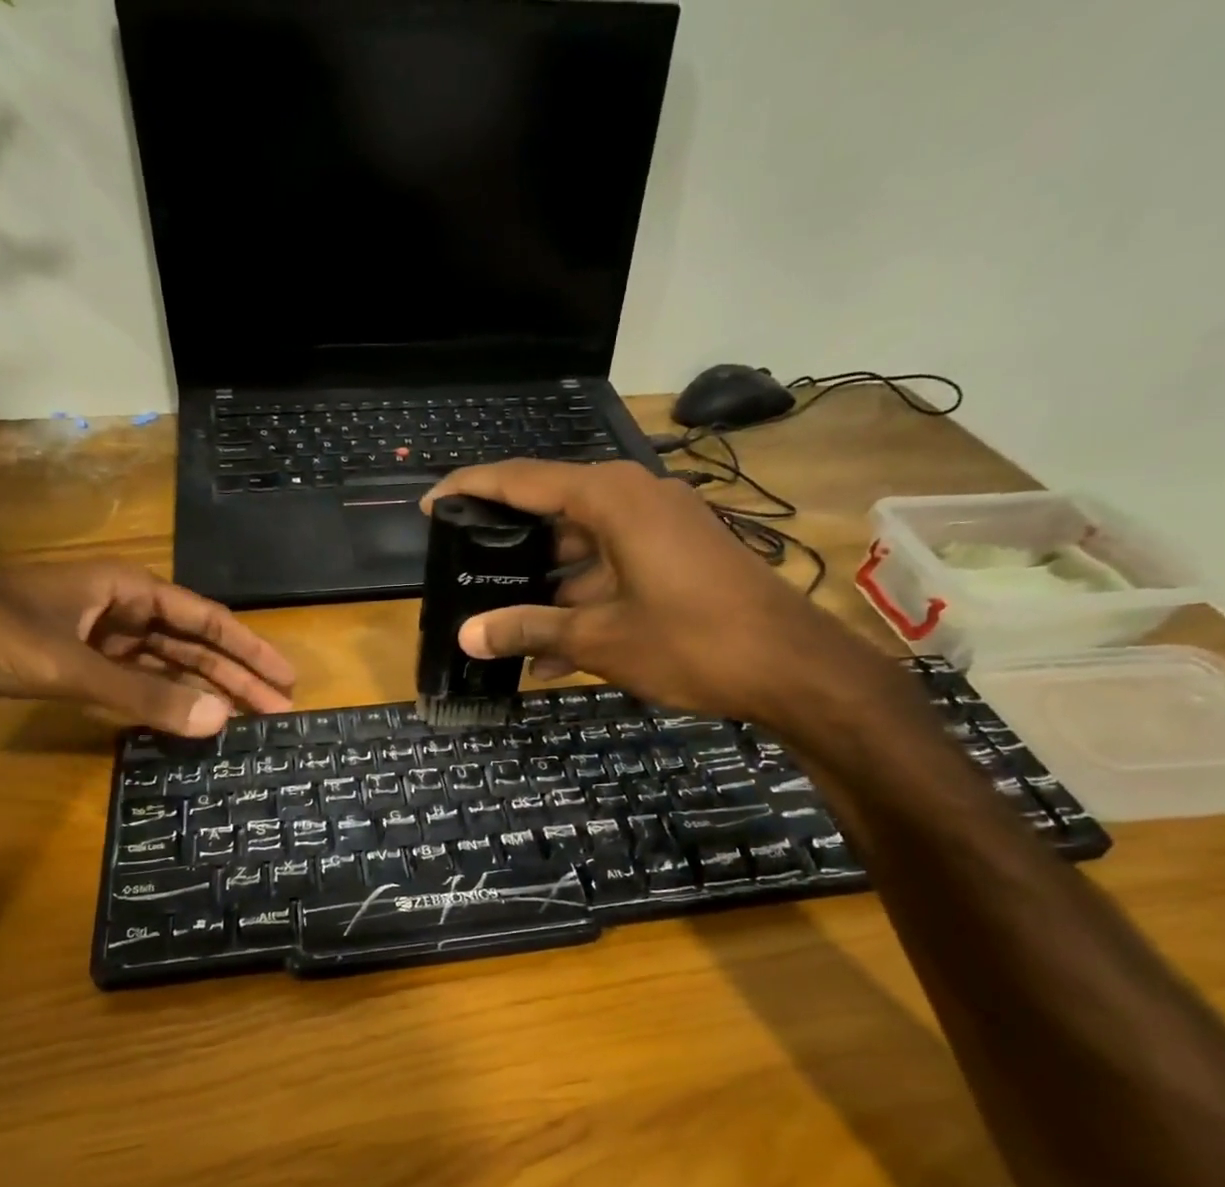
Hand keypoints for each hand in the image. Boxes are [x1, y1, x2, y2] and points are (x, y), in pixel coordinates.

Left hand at [0, 560, 295, 735]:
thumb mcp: (70, 665)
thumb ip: (145, 697)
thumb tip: (220, 720)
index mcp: (125, 589)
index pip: (206, 618)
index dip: (249, 649)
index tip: (287, 679)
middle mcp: (117, 608)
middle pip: (191, 644)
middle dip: (233, 676)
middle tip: (276, 712)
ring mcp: (93, 637)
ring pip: (162, 665)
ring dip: (198, 691)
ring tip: (239, 722)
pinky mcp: (70, 664)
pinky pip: (130, 683)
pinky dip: (156, 702)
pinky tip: (180, 721)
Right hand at [422, 460, 879, 727]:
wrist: (793, 668)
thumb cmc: (692, 641)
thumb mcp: (600, 639)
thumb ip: (529, 630)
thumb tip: (467, 636)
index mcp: (612, 498)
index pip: (522, 480)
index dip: (471, 489)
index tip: (431, 505)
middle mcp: (634, 500)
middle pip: (552, 514)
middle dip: (509, 552)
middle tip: (463, 575)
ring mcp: (659, 531)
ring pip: (581, 553)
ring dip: (546, 595)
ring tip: (501, 633)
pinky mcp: (676, 560)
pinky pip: (612, 574)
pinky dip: (583, 607)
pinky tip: (552, 658)